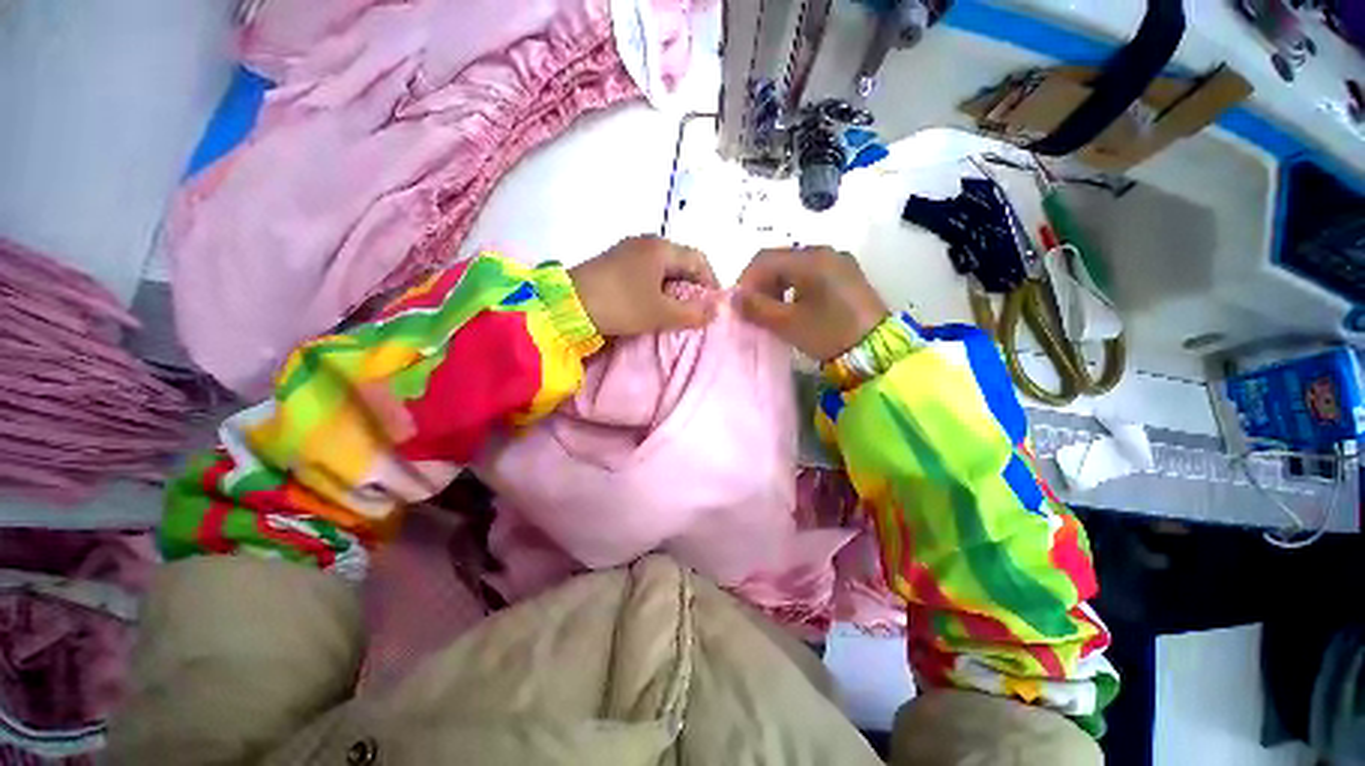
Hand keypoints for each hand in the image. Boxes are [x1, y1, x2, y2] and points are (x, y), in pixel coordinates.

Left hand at [570, 235, 718, 336]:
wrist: (567, 305)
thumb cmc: (621, 304)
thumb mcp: (661, 312)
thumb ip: (692, 313)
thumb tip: (716, 312)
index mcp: (661, 248)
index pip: (699, 259)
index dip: (711, 282)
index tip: (713, 306)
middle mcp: (646, 243)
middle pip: (681, 262)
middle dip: (692, 287)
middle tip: (695, 312)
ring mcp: (627, 251)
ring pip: (662, 269)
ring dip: (673, 289)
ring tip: (675, 312)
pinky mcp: (614, 263)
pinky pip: (645, 273)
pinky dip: (656, 288)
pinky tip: (651, 305)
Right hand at [736, 246, 887, 360]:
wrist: (878, 350)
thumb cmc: (830, 334)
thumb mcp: (789, 323)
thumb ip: (757, 308)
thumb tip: (733, 298)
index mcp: (811, 259)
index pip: (764, 258)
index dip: (746, 280)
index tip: (738, 304)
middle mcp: (825, 252)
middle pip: (780, 259)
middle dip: (760, 283)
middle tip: (753, 309)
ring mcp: (838, 262)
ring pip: (794, 266)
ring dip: (776, 285)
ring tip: (771, 311)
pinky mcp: (846, 275)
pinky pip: (811, 273)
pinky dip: (794, 287)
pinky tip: (793, 307)